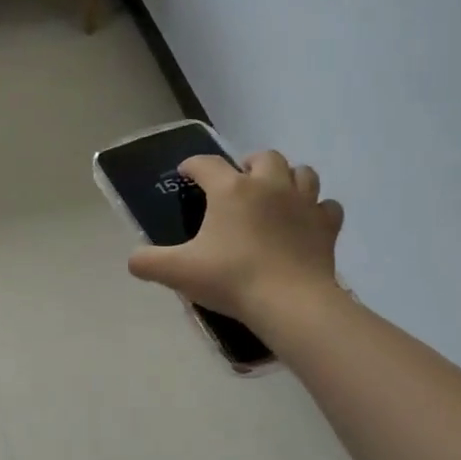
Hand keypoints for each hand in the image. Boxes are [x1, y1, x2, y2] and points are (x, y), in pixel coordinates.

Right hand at [127, 151, 344, 328]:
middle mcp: (269, 185)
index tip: (186, 174)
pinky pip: (326, 206)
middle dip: (249, 164)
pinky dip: (316, 210)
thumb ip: (149, 262)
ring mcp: (303, 203)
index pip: (207, 164)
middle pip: (264, 157)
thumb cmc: (231, 279)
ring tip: (275, 196)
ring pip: (302, 173)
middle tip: (239, 183)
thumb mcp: (178, 272)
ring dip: (288, 178)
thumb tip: (133, 260)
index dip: (193, 165)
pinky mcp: (326, 225)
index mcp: (231, 189)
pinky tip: (306, 222)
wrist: (290, 302)